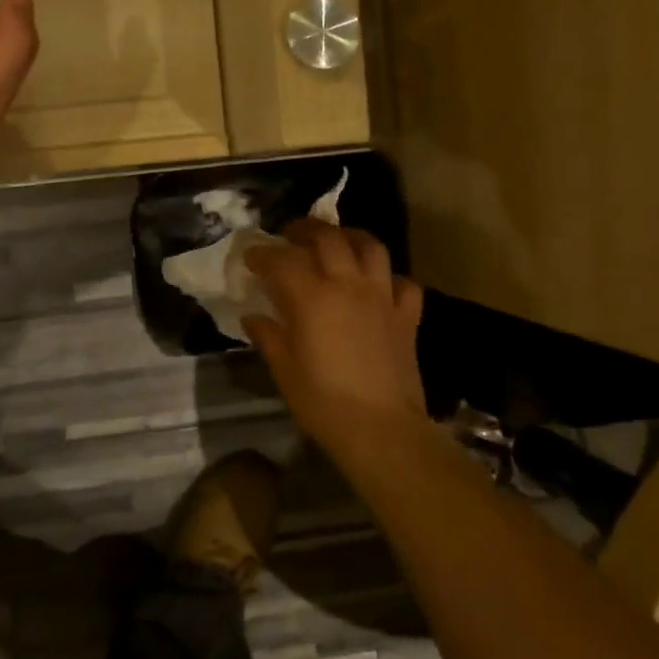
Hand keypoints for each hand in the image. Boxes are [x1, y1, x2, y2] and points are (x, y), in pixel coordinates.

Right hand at [243, 221, 426, 456]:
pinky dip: (389, 278)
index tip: (251, 257)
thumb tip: (253, 317)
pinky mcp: (407, 316)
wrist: (382, 429)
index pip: (283, 259)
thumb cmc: (323, 402)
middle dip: (305, 229)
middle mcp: (348, 286)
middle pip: (328, 238)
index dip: (263, 253)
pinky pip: (403, 283)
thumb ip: (268, 336)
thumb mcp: (284, 370)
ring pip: (370, 247)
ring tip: (336, 243)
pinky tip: (377, 286)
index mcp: (312, 298)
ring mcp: (382, 297)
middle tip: (290, 236)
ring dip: (350, 237)